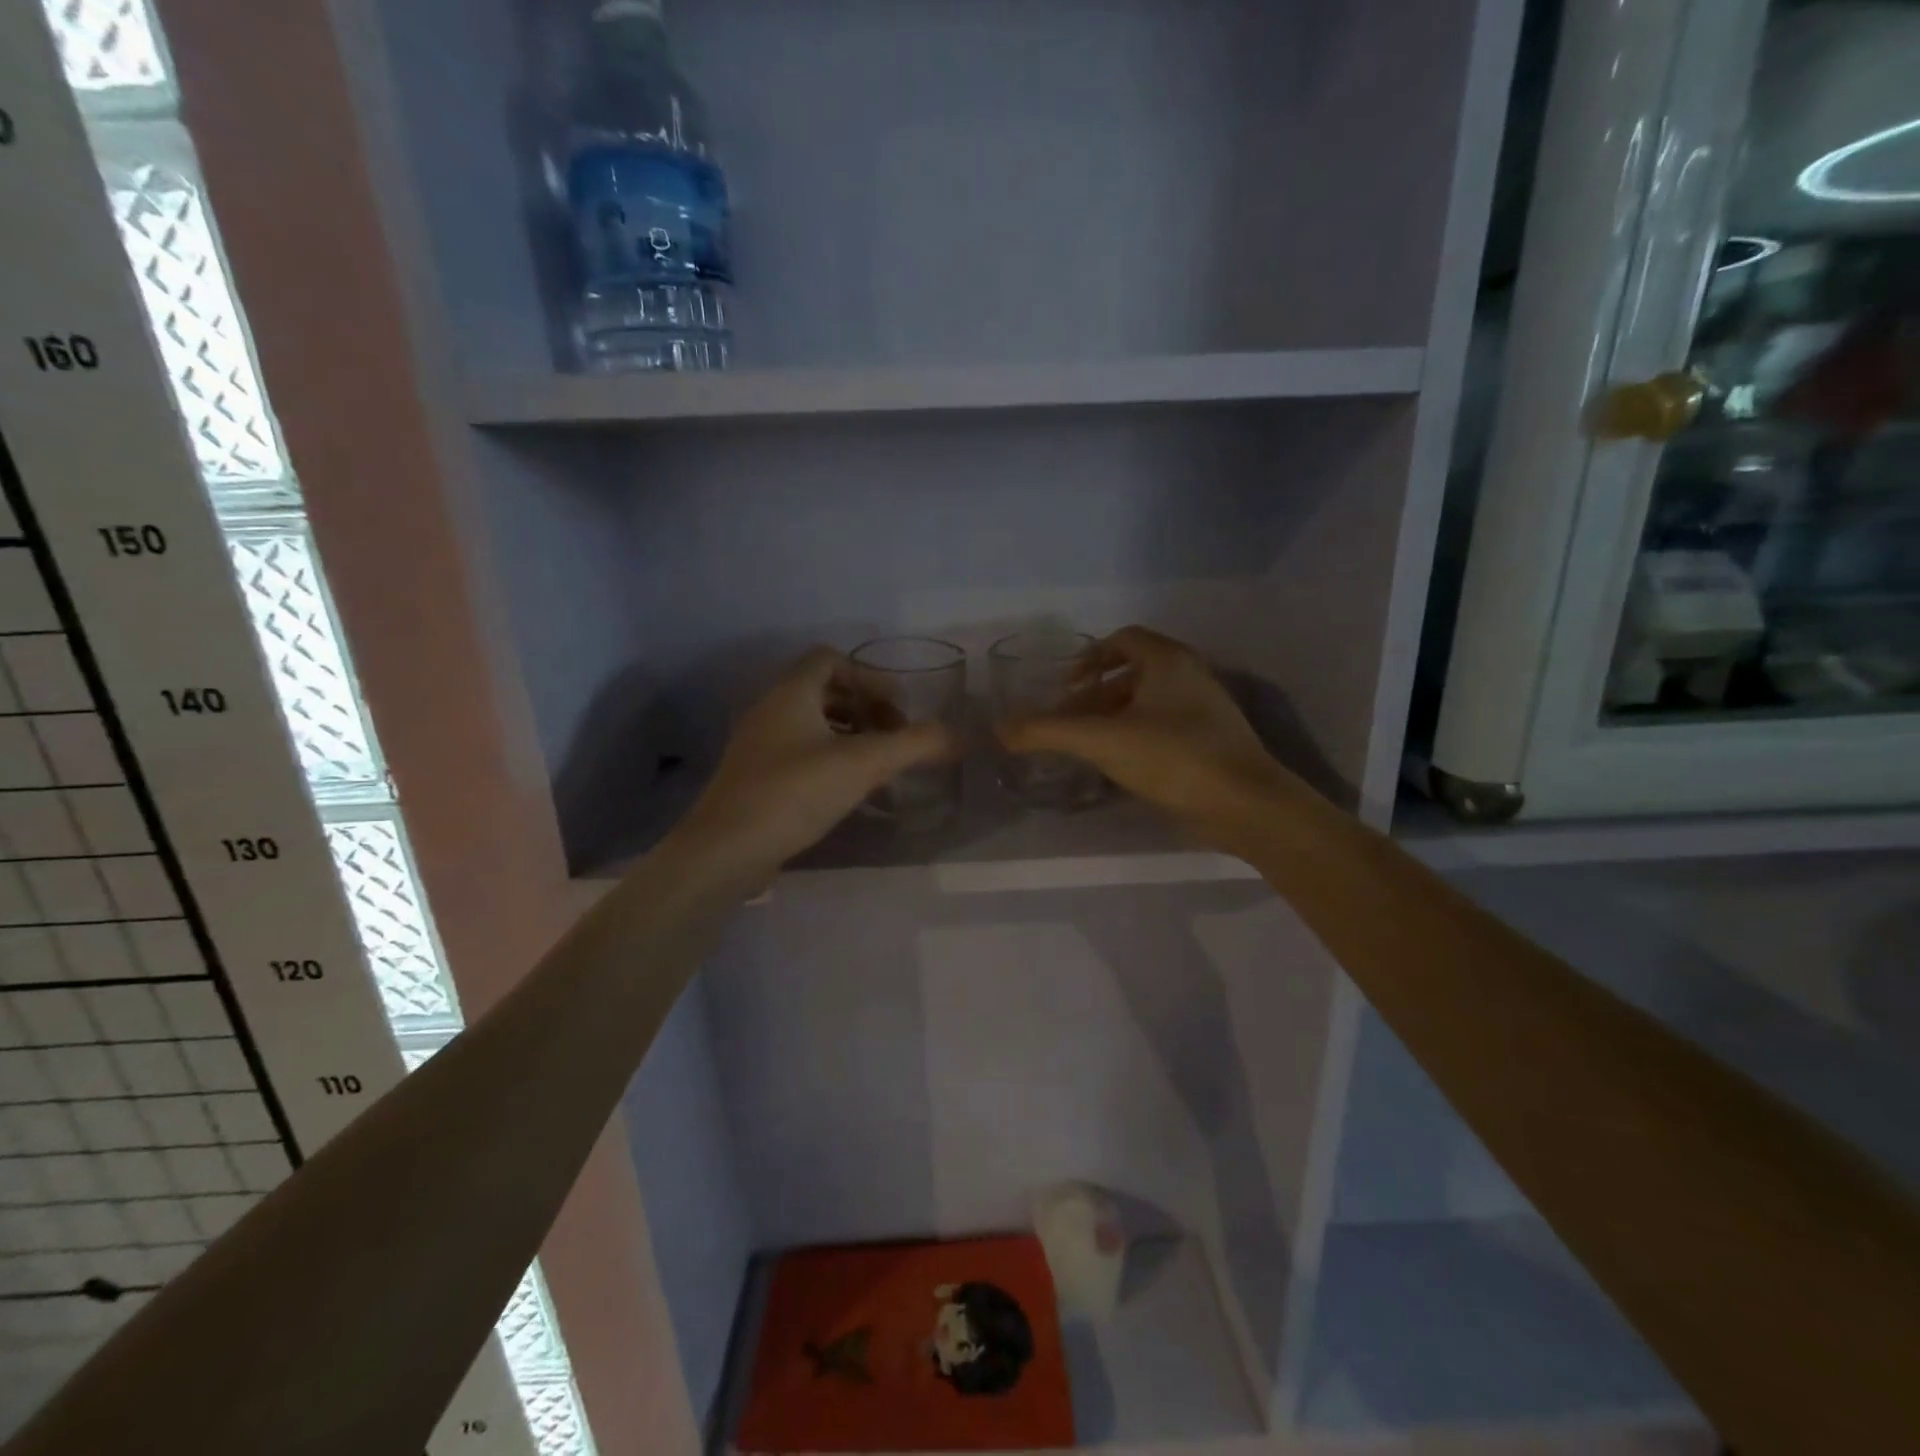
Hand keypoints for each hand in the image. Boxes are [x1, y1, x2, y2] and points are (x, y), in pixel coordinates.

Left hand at [669, 648, 955, 889]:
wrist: (724, 850)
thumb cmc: (794, 793)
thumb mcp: (863, 765)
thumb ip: (914, 745)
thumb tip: (958, 735)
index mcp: (791, 693)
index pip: (830, 659)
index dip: (869, 676)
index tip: (897, 709)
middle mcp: (770, 709)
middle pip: (824, 691)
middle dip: (865, 709)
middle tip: (892, 739)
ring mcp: (758, 745)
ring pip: (812, 724)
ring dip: (849, 736)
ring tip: (877, 766)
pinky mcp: (754, 777)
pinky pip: (799, 752)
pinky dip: (829, 759)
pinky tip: (848, 791)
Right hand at [996, 626, 1300, 851]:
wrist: (1245, 804)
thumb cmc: (1173, 757)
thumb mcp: (1102, 741)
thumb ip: (1048, 732)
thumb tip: (1000, 729)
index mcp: (1168, 660)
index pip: (1123, 639)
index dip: (1089, 656)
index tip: (1065, 685)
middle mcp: (1189, 676)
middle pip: (1133, 672)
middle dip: (1095, 693)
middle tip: (1067, 721)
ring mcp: (1204, 710)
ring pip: (1148, 703)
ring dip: (1113, 718)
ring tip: (1086, 746)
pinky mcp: (1210, 742)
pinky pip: (1163, 727)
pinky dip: (1135, 737)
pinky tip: (1118, 766)